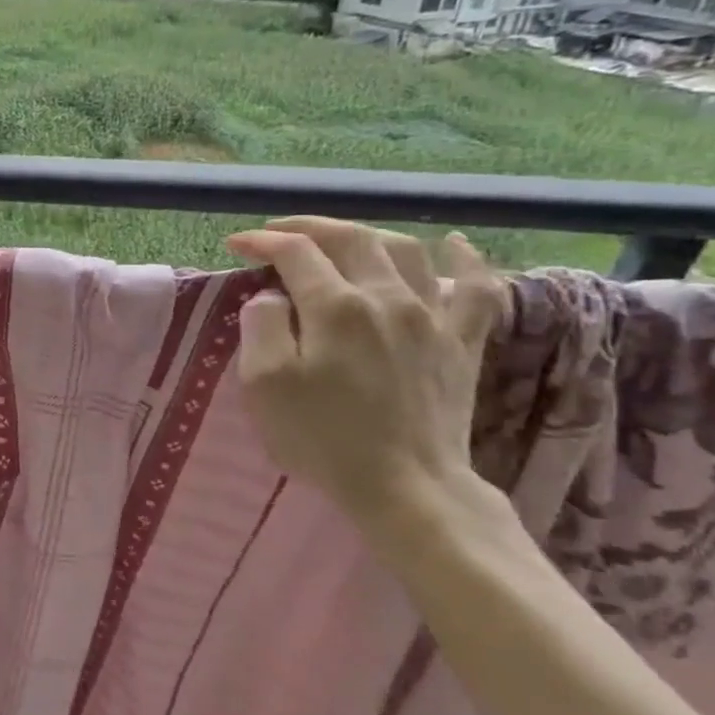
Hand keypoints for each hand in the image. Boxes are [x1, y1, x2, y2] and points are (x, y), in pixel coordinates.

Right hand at [226, 218, 506, 521]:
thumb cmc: (323, 438)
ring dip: (369, 235)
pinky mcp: (462, 343)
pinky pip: (477, 289)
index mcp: (335, 307)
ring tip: (343, 239)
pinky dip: (466, 260)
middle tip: (280, 231)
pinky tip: (454, 244)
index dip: (263, 241)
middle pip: (351, 238)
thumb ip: (261, 327)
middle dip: (310, 226)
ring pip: (407, 251)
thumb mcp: (265, 385)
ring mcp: (432, 318)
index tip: (237, 244)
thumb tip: (271, 297)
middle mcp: (387, 298)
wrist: (406, 488)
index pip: (296, 252)